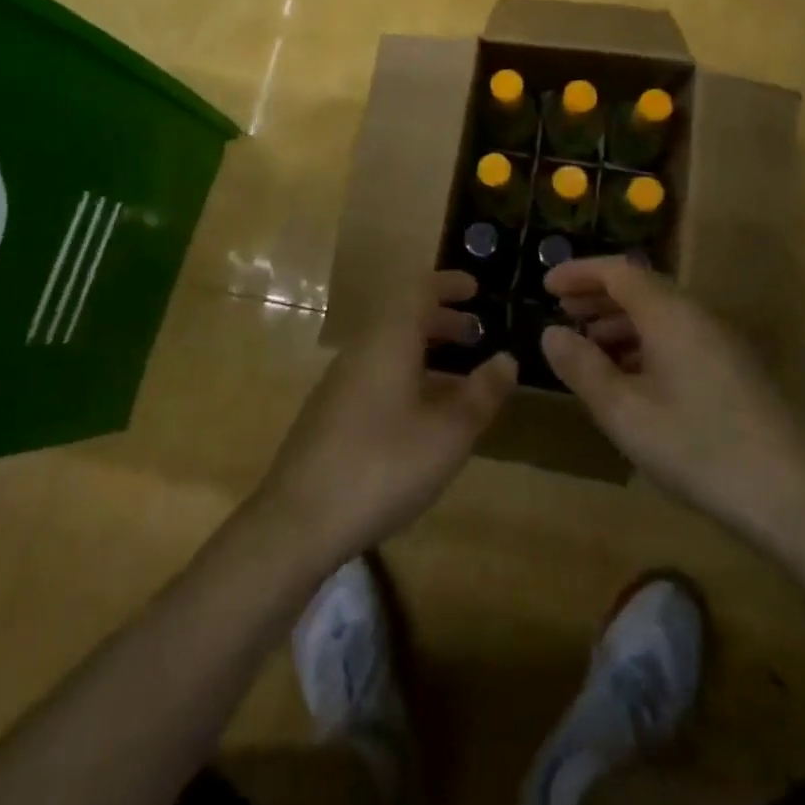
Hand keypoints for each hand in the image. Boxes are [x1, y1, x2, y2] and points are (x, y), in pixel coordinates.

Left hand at [254, 271, 516, 564]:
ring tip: (457, 375)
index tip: (476, 288)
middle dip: (442, 319)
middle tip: (476, 334)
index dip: (448, 284)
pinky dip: (405, 374)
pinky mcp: (329, 412)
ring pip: (388, 347)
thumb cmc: (383, 466)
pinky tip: (420, 414)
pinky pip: (375, 372)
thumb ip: (482, 393)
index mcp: (389, 340)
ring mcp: (340, 381)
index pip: (419, 290)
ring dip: (424, 349)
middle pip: (403, 317)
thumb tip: (507, 359)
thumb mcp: (448, 434)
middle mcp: (361, 349)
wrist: (298, 521)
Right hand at [541, 257, 804, 539]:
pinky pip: (677, 336)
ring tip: (587, 346)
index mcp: (669, 313)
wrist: (794, 496)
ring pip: (660, 314)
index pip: (617, 271)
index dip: (579, 273)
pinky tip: (630, 378)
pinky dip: (644, 343)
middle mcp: (696, 315)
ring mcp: (719, 341)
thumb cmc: (698, 447)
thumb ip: (582, 368)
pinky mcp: (732, 368)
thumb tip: (551, 333)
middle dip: (597, 296)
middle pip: (640, 287)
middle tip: (561, 312)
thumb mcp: (625, 412)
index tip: (545, 285)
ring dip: (619, 321)